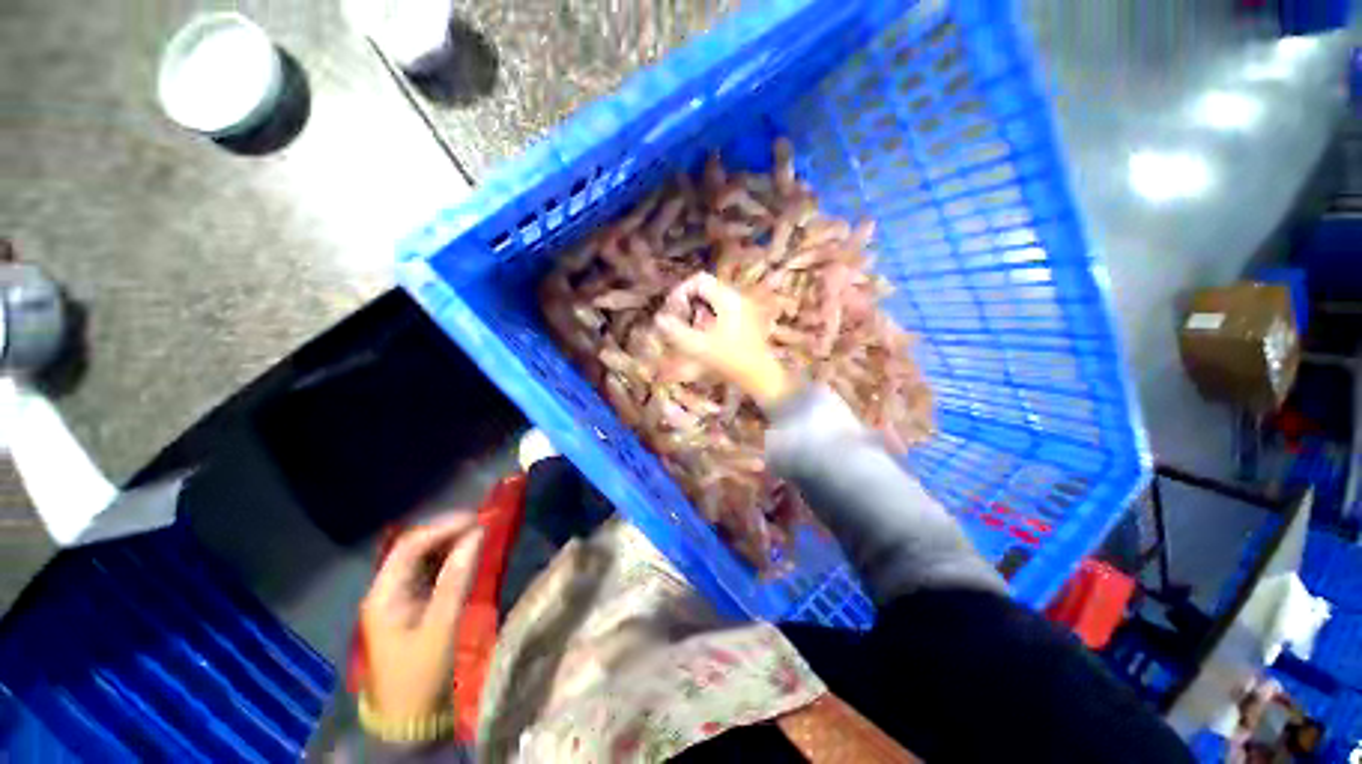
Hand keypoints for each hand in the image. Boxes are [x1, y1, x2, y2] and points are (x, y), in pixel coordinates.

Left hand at [359, 513, 484, 719]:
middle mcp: (388, 590)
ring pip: (426, 558)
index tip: (477, 519)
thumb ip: (456, 579)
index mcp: (384, 594)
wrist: (410, 719)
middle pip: (416, 547)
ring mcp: (400, 597)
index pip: (410, 545)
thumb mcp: (441, 626)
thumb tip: (476, 535)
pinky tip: (471, 555)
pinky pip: (433, 572)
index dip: (443, 527)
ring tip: (482, 534)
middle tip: (484, 524)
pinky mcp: (414, 606)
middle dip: (449, 532)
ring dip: (453, 543)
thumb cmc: (421, 674)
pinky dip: (453, 560)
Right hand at [656, 273, 796, 407]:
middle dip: (687, 301)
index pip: (699, 279)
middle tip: (677, 318)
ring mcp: (743, 308)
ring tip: (688, 327)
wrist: (760, 375)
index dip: (681, 291)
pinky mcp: (745, 320)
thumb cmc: (730, 359)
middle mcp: (736, 298)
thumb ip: (676, 331)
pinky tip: (702, 334)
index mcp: (727, 298)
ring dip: (696, 309)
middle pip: (705, 288)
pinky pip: (721, 309)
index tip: (672, 310)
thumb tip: (659, 318)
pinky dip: (707, 316)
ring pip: (712, 299)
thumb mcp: (699, 346)